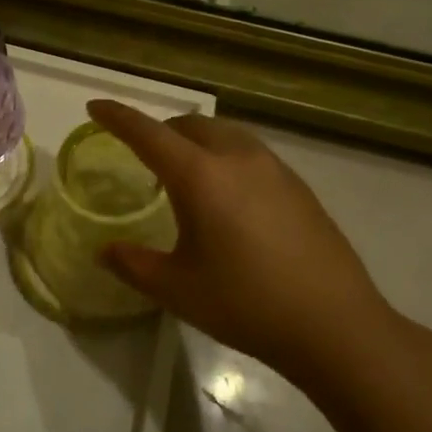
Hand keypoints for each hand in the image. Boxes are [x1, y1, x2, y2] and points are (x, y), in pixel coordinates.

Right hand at [85, 100, 391, 377]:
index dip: (117, 117)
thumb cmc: (247, 304)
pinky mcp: (297, 185)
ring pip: (223, 134)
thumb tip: (105, 250)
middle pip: (189, 125)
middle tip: (141, 155)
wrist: (336, 324)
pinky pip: (249, 152)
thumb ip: (134, 264)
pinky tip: (228, 196)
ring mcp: (273, 168)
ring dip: (195, 141)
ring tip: (185, 174)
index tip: (95, 107)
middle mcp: (237, 158)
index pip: (148, 133)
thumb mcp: (178, 289)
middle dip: (159, 130)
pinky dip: (224, 156)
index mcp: (200, 176)